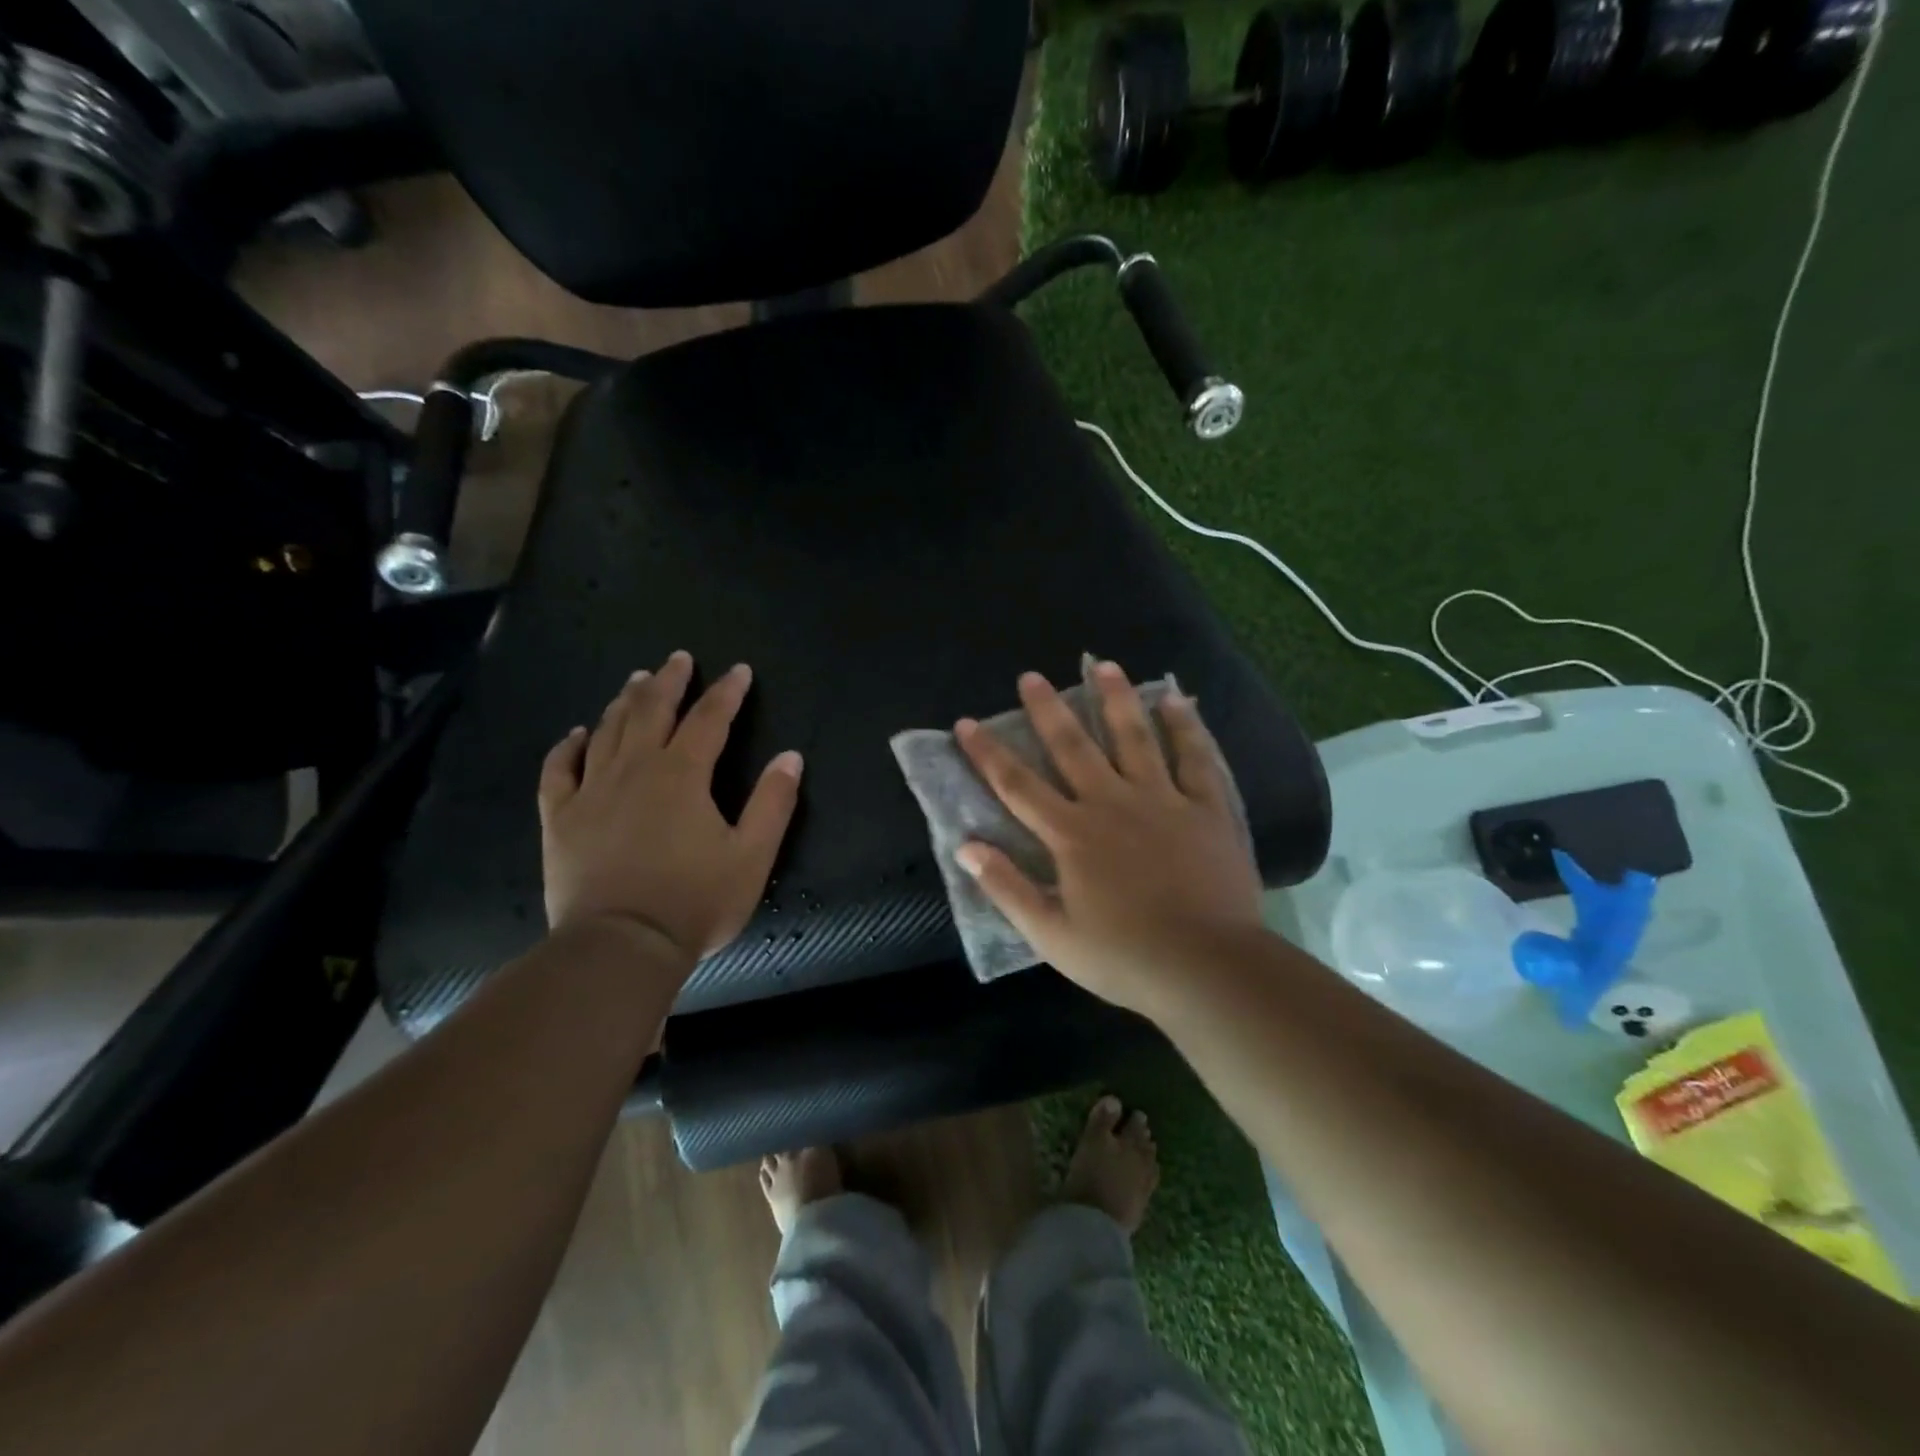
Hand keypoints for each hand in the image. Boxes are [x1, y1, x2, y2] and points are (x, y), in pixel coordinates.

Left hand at [538, 650, 803, 963]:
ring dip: (624, 701)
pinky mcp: (561, 818)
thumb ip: (773, 803)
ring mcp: (592, 791)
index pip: (710, 719)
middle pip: (652, 711)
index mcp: (683, 775)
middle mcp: (636, 769)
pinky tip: (577, 734)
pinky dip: (568, 746)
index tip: (739, 671)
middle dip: (669, 681)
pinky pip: (559, 770)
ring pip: (607, 731)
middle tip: (679, 659)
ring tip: (636, 681)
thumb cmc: (694, 902)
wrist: (620, 947)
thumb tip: (791, 757)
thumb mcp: (752, 856)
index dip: (727, 692)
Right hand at [954, 662, 1264, 1015]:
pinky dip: (1185, 727)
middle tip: (1031, 676)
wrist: (1206, 967)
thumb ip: (1006, 887)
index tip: (966, 723)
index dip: (988, 753)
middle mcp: (1111, 803)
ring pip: (1134, 738)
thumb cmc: (1123, 956)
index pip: (1017, 785)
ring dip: (1115, 700)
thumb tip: (965, 846)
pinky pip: (1195, 758)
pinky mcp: (1206, 808)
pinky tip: (1177, 700)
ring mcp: (1162, 800)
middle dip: (1047, 710)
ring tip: (1103, 665)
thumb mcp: (1051, 934)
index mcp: (1071, 834)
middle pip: (1073, 747)